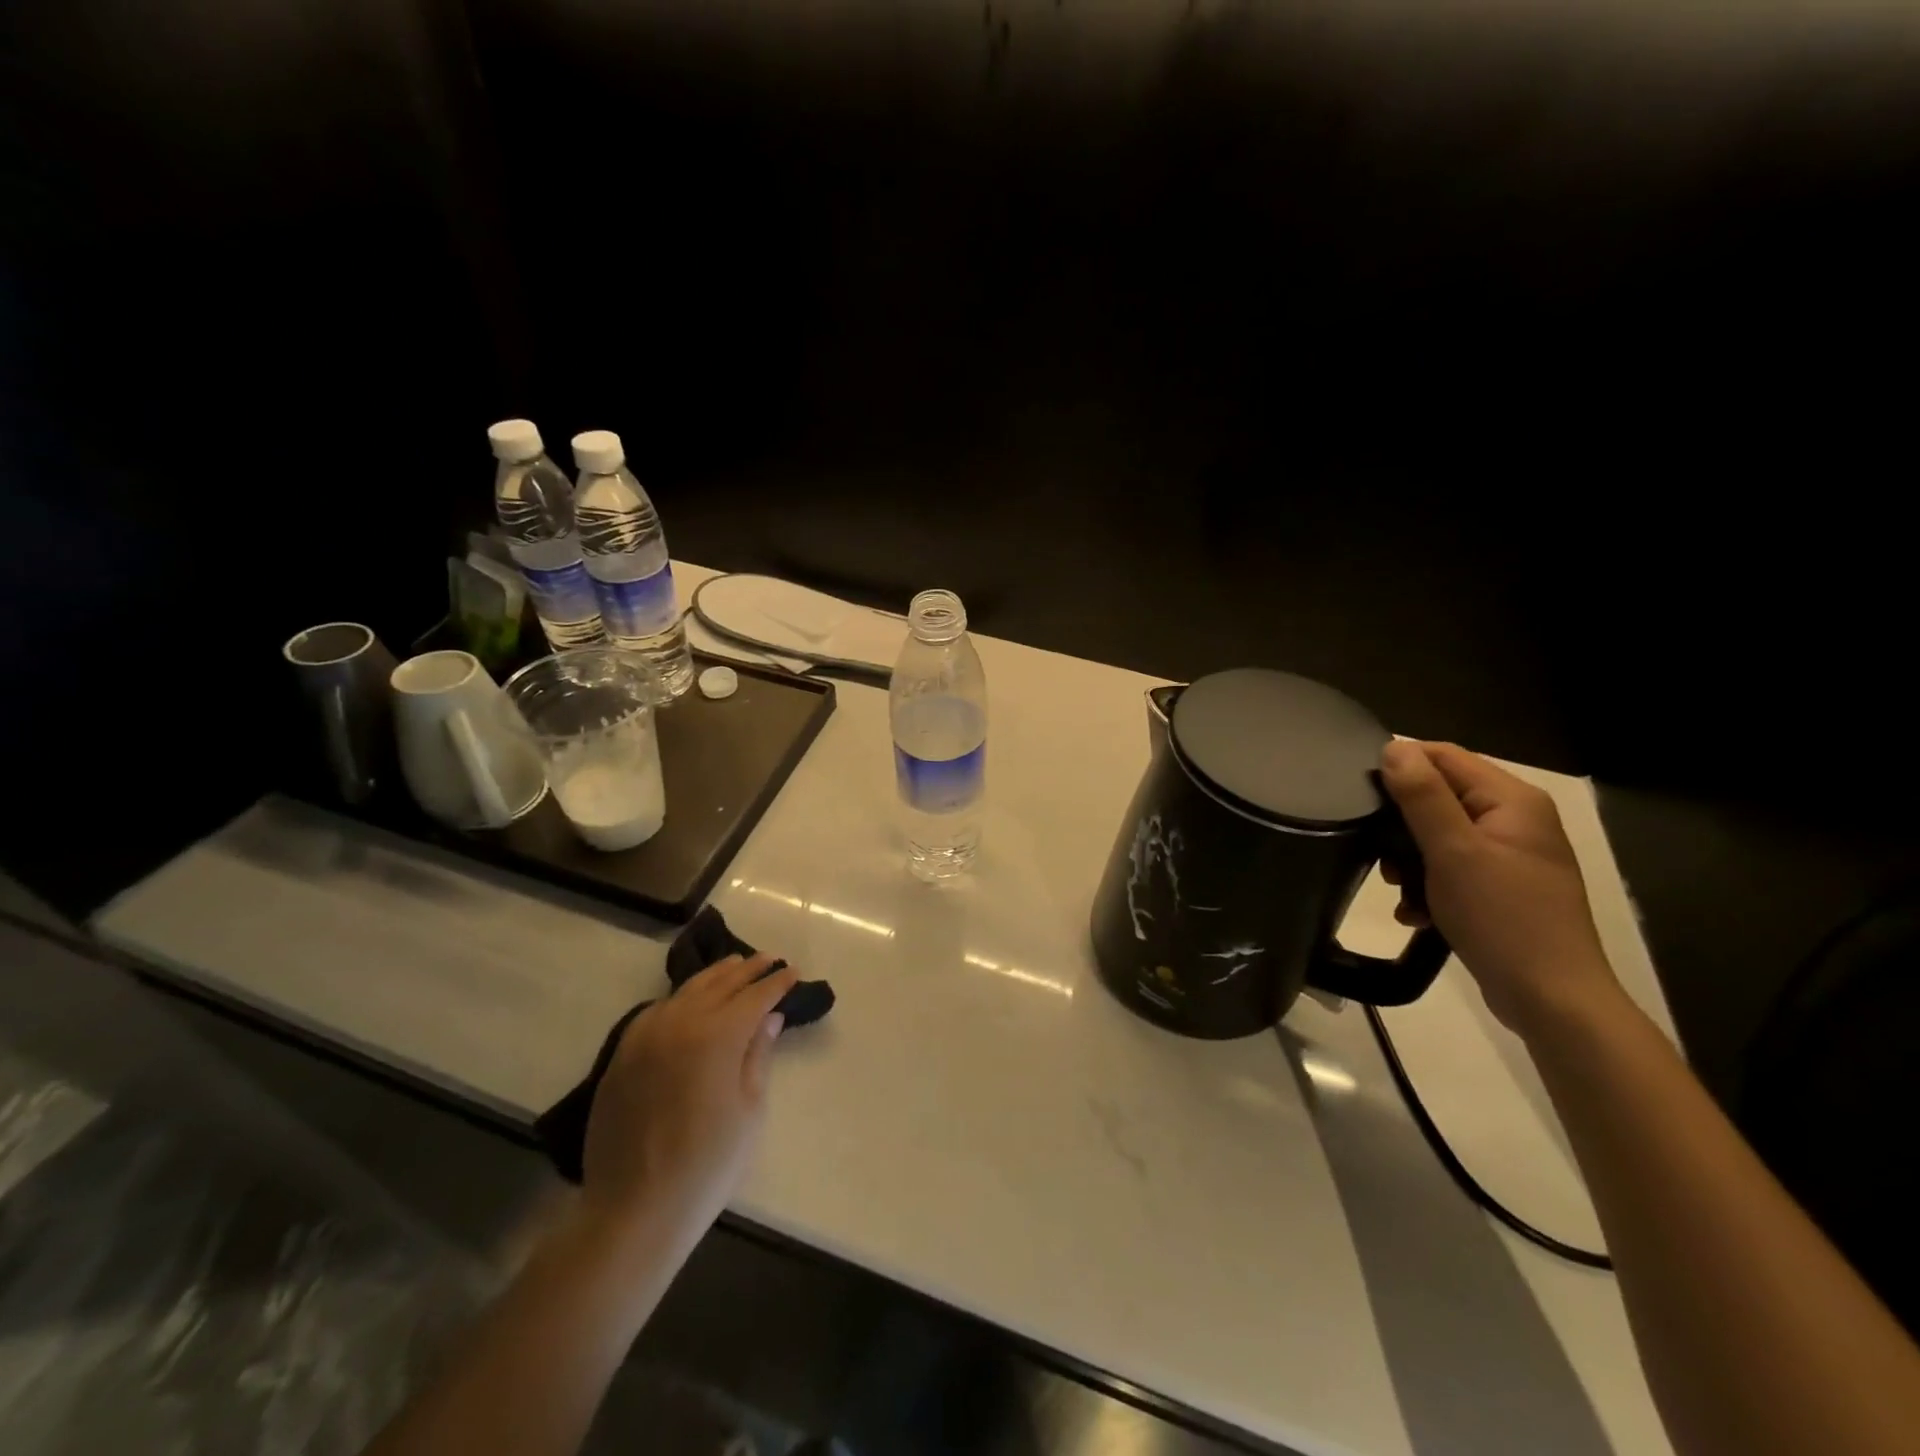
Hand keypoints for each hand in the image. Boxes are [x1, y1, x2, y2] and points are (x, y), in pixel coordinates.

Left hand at [580, 953, 797, 1244]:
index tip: (794, 973)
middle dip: (748, 970)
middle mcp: (680, 1023)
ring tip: (735, 965)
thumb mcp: (749, 1110)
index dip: (777, 983)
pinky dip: (681, 997)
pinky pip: (657, 1010)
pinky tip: (690, 999)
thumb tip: (769, 1018)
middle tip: (770, 959)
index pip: (755, 996)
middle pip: (720, 984)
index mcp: (716, 1035)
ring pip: (686, 991)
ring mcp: (646, 1036)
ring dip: (715, 976)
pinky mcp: (623, 1054)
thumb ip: (757, 1056)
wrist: (635, 1209)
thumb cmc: (707, 1164)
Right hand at [1378, 740, 1621, 1036]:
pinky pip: (1450, 868)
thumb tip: (1394, 747)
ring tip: (1397, 890)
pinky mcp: (1501, 888)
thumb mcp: (1453, 851)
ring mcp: (1509, 855)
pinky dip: (1427, 885)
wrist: (1552, 1000)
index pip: (1443, 756)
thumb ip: (1422, 796)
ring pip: (1438, 835)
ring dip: (1409, 860)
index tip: (1361, 797)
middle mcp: (1514, 819)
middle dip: (1400, 825)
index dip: (1400, 768)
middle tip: (1379, 856)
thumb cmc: (1502, 918)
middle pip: (1438, 796)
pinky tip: (1414, 913)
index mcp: (1511, 800)